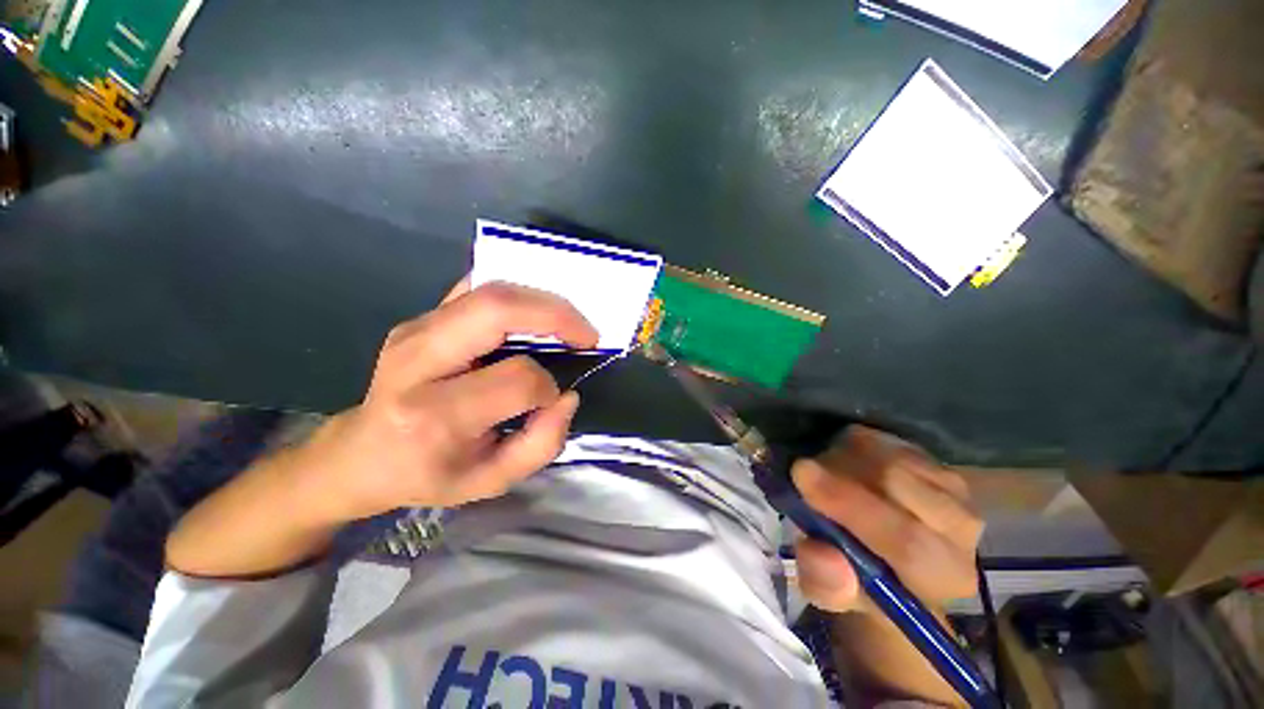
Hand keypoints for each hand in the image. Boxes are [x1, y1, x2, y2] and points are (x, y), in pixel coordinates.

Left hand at [294, 279, 597, 523]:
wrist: (360, 455)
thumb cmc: (427, 474)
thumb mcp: (490, 481)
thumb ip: (541, 444)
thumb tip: (567, 396)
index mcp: (434, 415)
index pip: (515, 378)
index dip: (548, 386)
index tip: (554, 398)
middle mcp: (418, 360)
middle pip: (496, 309)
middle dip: (556, 315)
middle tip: (586, 334)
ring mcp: (415, 330)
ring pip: (489, 291)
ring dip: (541, 301)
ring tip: (567, 324)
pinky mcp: (419, 318)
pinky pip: (475, 289)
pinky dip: (515, 294)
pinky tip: (533, 314)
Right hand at [792, 426, 983, 613]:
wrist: (890, 558)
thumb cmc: (860, 579)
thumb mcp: (833, 593)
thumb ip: (826, 583)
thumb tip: (823, 554)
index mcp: (942, 577)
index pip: (908, 542)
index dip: (851, 505)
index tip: (801, 473)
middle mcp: (962, 530)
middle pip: (899, 482)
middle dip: (840, 469)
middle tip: (805, 469)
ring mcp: (955, 489)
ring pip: (892, 455)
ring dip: (847, 455)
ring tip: (825, 471)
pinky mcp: (938, 462)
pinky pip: (891, 440)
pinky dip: (858, 444)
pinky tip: (845, 460)